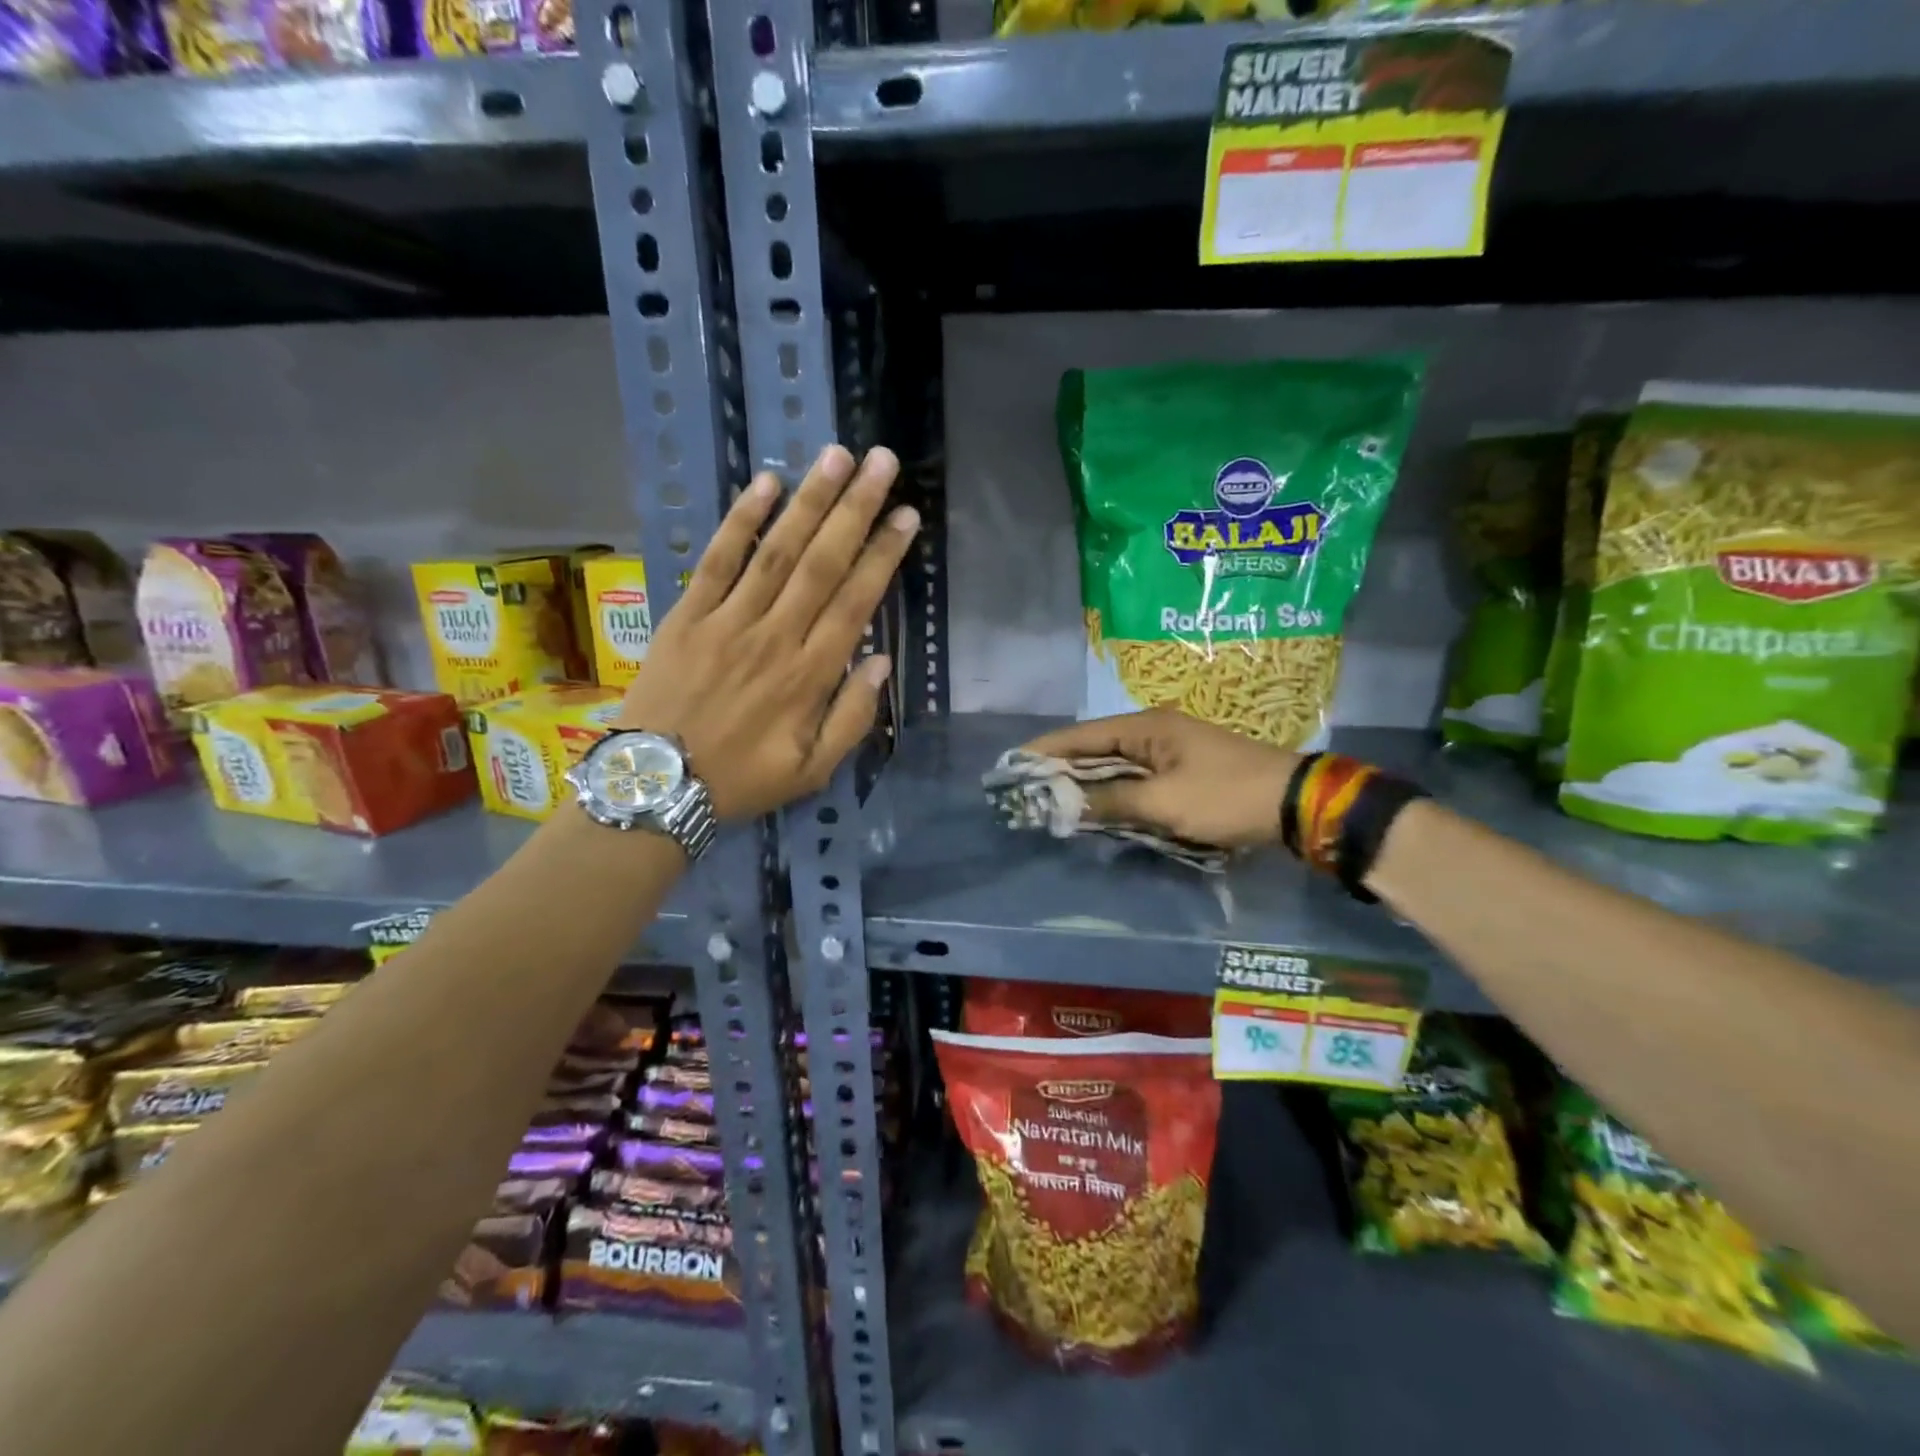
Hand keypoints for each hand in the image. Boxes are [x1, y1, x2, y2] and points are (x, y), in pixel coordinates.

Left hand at [616, 445, 915, 818]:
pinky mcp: (688, 615)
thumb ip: (853, 718)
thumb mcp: (813, 771)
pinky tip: (766, 484)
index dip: (884, 556)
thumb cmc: (742, 780)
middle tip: (882, 462)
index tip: (907, 516)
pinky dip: (742, 521)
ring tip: (837, 456)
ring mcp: (729, 621)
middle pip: (823, 563)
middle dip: (856, 509)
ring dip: (810, 501)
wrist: (657, 785)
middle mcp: (776, 637)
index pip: (857, 602)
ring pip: (778, 552)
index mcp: (811, 675)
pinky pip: (718, 560)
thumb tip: (881, 662)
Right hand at [1022, 709, 1298, 849]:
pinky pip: (1136, 780)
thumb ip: (1110, 802)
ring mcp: (1170, 752)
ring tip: (1051, 799)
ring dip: (1087, 783)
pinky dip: (1114, 793)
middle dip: (1062, 768)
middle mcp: (1154, 732)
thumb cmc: (1225, 796)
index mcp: (1146, 727)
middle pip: (1096, 748)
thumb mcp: (1164, 803)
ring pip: (1115, 766)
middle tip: (1027, 788)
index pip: (1083, 735)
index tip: (1013, 763)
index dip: (1047, 749)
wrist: (1295, 804)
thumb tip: (1064, 804)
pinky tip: (1096, 808)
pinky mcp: (1183, 772)